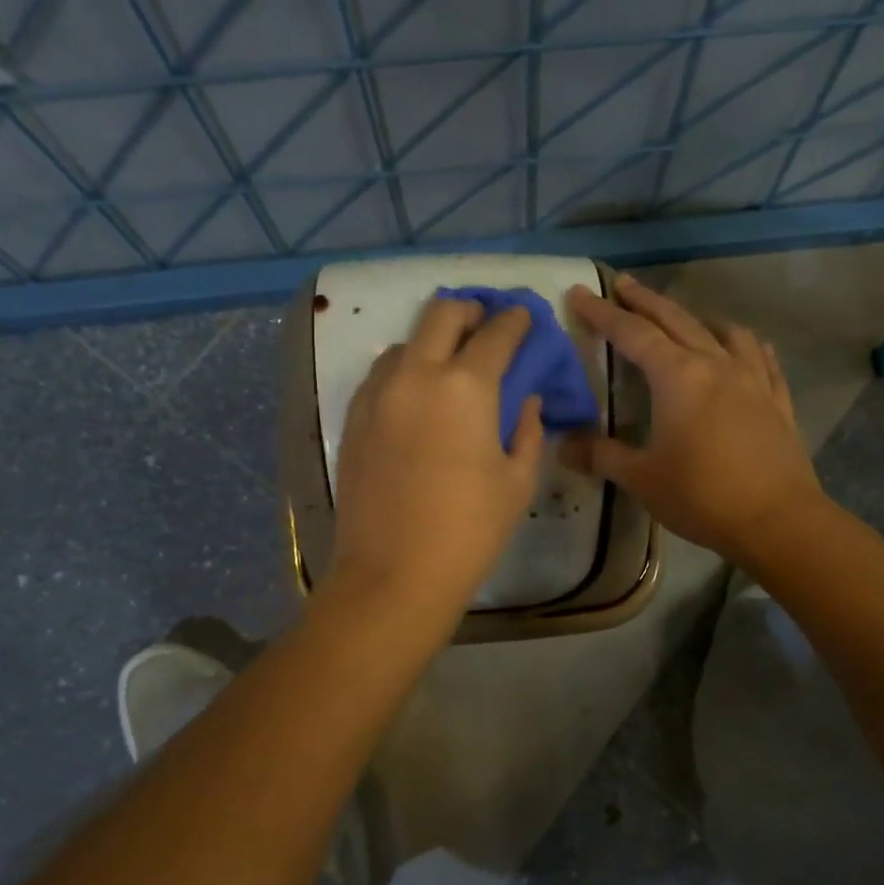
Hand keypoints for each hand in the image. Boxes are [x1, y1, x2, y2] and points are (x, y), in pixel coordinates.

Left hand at [328, 297, 543, 622]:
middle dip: (471, 311)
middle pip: (442, 313)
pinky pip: (382, 375)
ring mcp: (379, 394)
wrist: (394, 573)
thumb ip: (528, 430)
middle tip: (487, 327)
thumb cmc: (469, 531)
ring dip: (433, 341)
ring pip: (406, 342)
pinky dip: (405, 371)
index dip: (516, 321)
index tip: (524, 319)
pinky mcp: (355, 418)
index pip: (497, 332)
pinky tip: (417, 399)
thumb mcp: (517, 481)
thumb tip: (526, 401)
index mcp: (467, 386)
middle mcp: (417, 374)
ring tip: (449, 367)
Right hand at [562, 275, 821, 565]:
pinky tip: (745, 348)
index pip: (632, 334)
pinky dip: (746, 346)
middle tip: (623, 283)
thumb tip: (562, 445)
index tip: (579, 294)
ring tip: (685, 319)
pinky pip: (762, 359)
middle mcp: (716, 365)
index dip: (602, 313)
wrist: (777, 520)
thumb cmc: (701, 496)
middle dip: (645, 300)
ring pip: (724, 333)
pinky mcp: (777, 401)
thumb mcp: (641, 478)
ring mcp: (753, 379)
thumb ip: (601, 456)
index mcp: (678, 376)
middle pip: (676, 320)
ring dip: (698, 319)